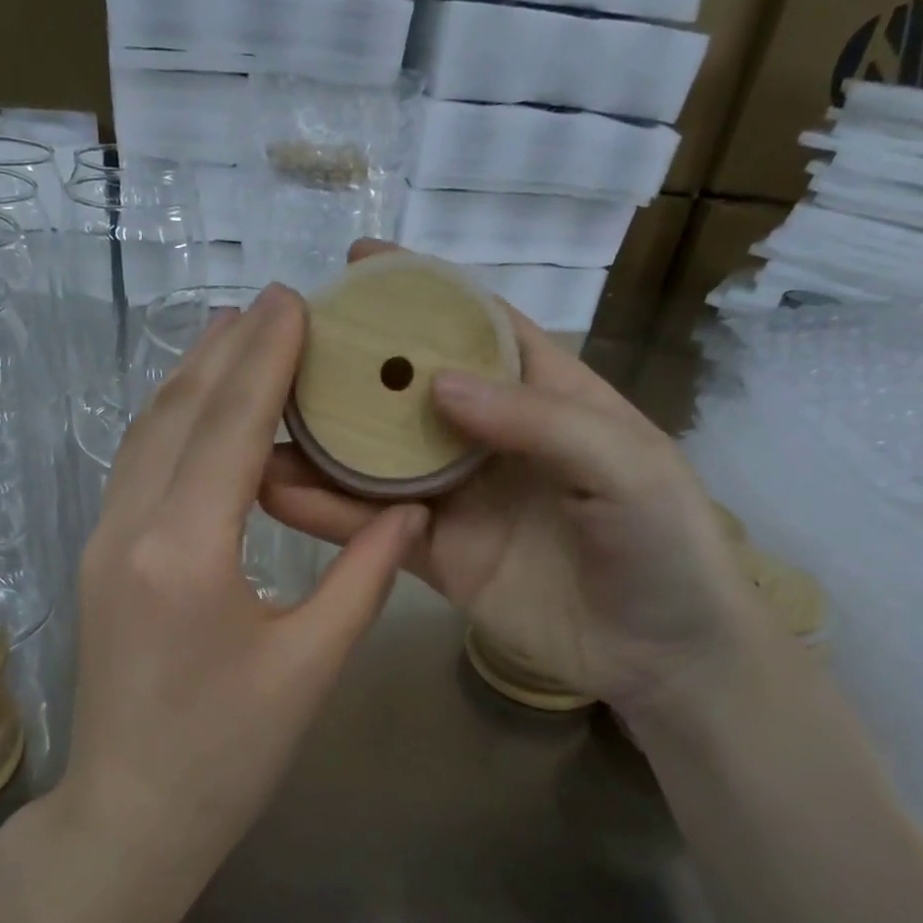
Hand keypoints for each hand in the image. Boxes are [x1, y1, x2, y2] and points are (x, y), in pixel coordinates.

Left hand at [62, 284, 428, 840]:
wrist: (131, 816)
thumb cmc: (229, 756)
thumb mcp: (310, 667)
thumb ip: (364, 577)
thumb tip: (409, 512)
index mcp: (186, 552)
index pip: (230, 426)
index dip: (265, 358)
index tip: (294, 300)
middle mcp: (130, 529)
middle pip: (178, 412)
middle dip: (226, 350)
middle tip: (274, 304)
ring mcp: (101, 543)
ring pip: (147, 435)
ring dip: (192, 379)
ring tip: (236, 337)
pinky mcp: (98, 562)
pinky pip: (135, 468)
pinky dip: (170, 424)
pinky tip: (200, 414)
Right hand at [260, 240, 766, 713]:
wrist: (662, 656)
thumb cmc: (665, 544)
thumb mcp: (623, 464)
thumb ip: (534, 420)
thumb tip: (437, 383)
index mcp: (546, 394)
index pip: (477, 327)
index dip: (420, 293)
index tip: (356, 266)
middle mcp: (490, 439)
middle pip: (410, 392)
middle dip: (352, 367)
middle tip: (280, 348)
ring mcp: (458, 499)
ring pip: (378, 462)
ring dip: (322, 445)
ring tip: (257, 424)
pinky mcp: (436, 557)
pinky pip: (375, 529)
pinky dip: (329, 513)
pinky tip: (278, 493)